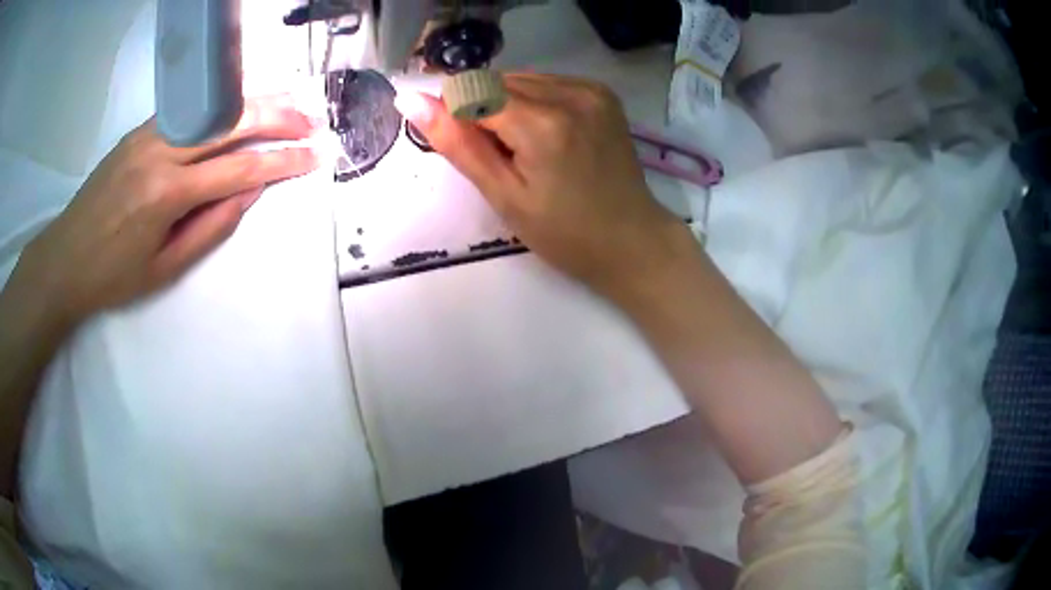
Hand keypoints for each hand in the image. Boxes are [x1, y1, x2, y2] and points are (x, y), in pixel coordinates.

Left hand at [16, 95, 318, 324]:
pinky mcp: (141, 129)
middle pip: (230, 122)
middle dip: (277, 119)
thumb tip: (250, 192)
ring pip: (212, 106)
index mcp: (167, 194)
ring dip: (254, 103)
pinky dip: (221, 105)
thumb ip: (210, 228)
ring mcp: (149, 134)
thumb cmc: (113, 277)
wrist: (65, 258)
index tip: (313, 157)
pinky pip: (190, 110)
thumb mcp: (164, 268)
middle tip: (310, 121)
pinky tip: (239, 107)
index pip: (238, 169)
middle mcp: (161, 151)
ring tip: (287, 105)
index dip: (281, 162)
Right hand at [395, 73, 690, 296]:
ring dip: (506, 105)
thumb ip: (457, 143)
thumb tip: (410, 100)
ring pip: (521, 79)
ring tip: (524, 149)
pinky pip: (548, 83)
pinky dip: (533, 102)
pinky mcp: (602, 93)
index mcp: (543, 123)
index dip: (456, 113)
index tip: (463, 146)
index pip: (472, 89)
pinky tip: (545, 136)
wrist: (631, 241)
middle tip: (498, 158)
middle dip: (482, 111)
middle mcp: (570, 93)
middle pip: (497, 80)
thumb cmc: (565, 233)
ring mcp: (591, 90)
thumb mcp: (504, 196)